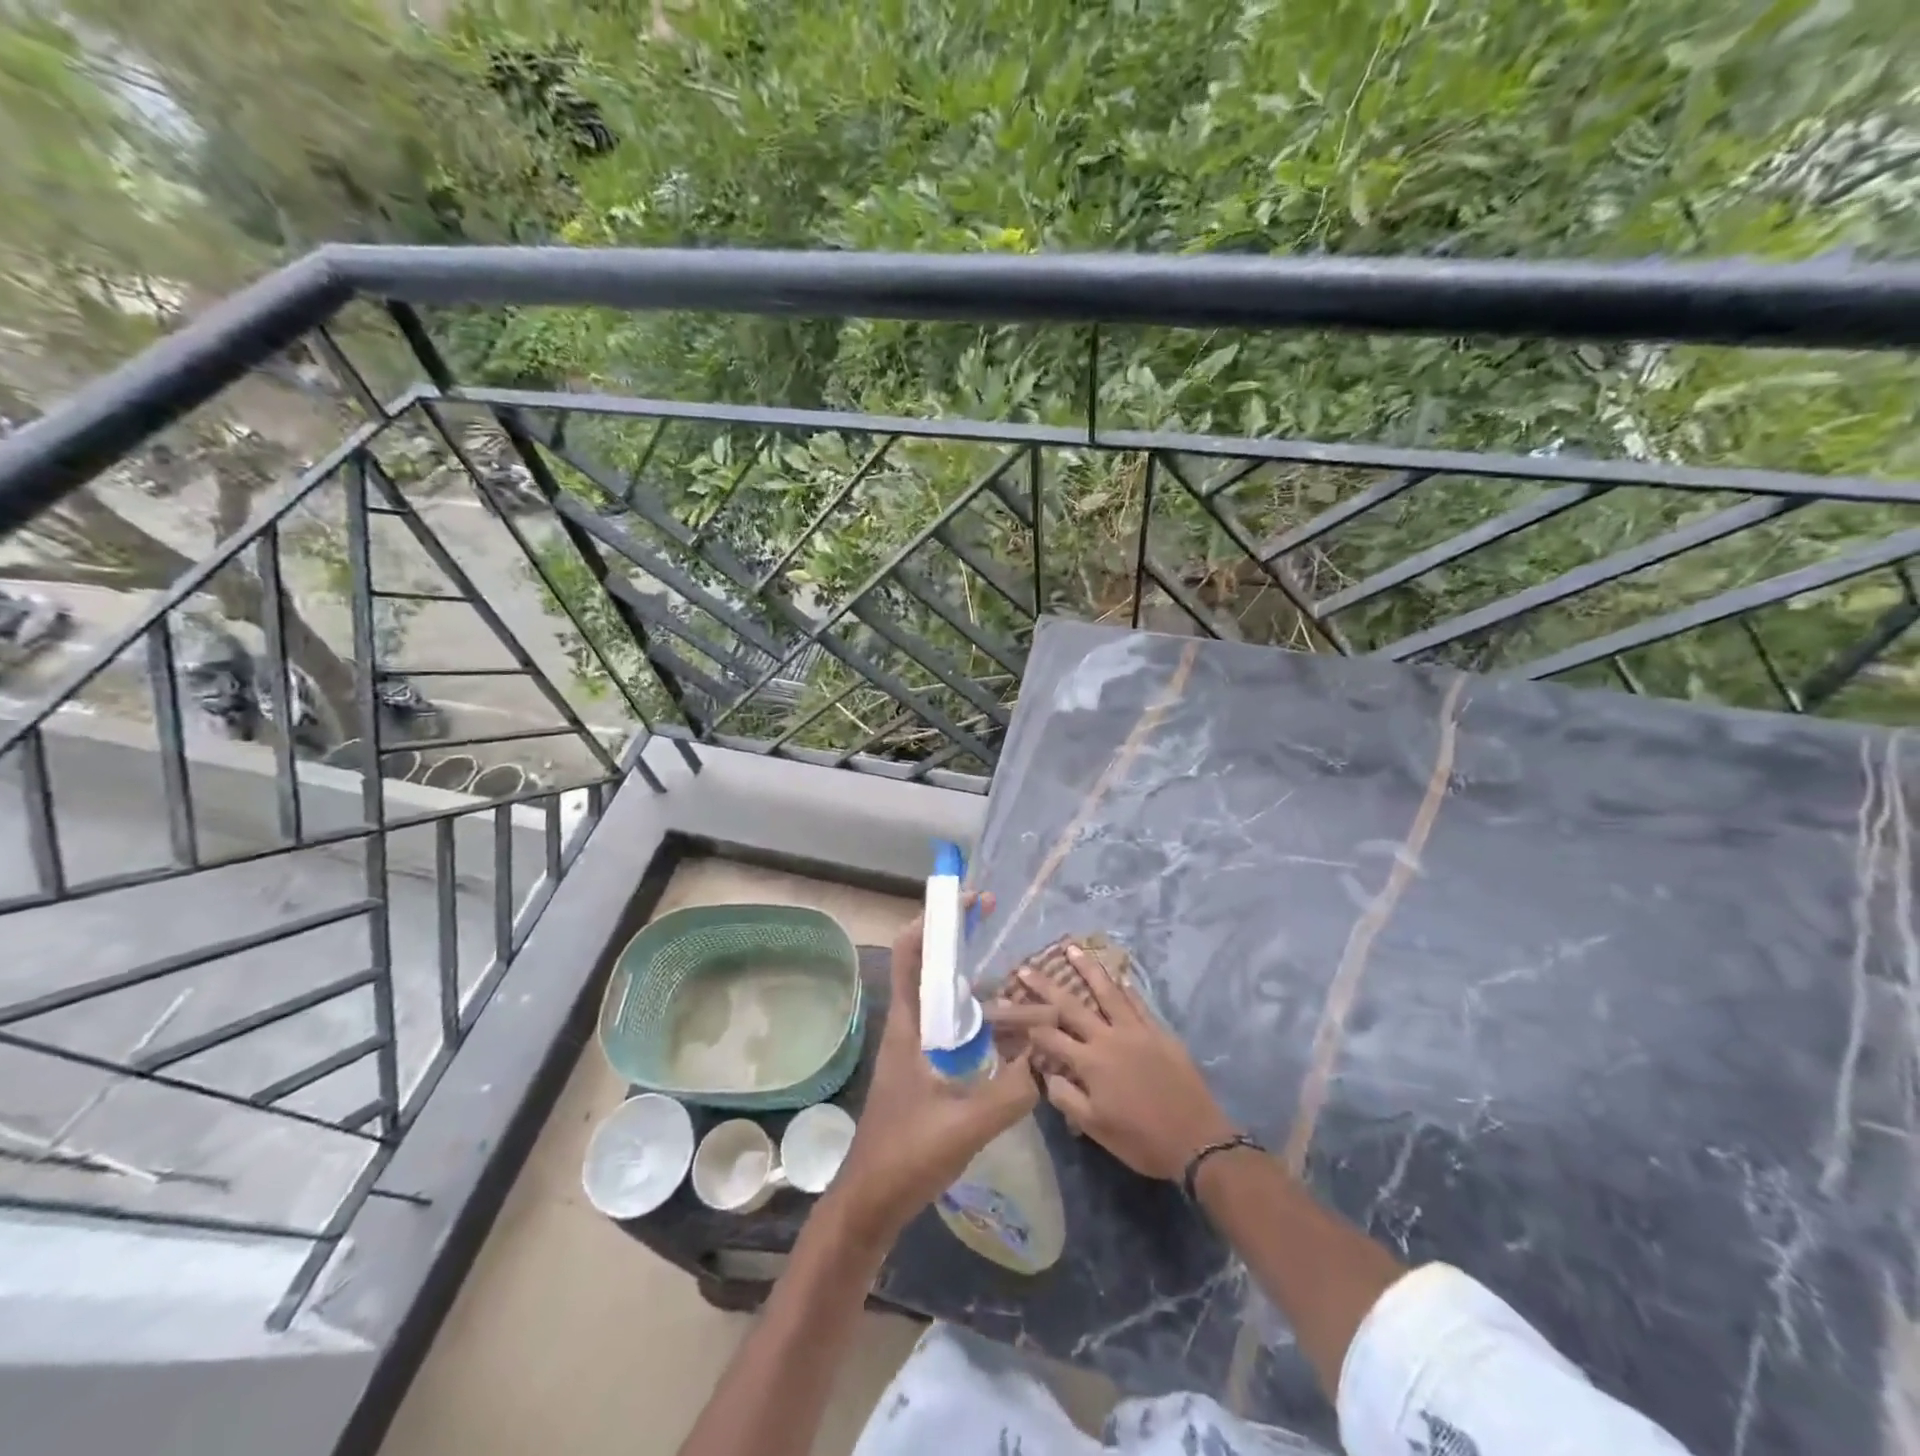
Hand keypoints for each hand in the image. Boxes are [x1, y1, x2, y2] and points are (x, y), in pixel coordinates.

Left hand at [827, 892, 1040, 1240]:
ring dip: (971, 982)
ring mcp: (914, 1049)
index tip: (969, 902)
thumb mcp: (965, 1125)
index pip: (911, 954)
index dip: (935, 920)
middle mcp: (909, 1027)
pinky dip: (975, 1017)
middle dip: (960, 941)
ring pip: (943, 999)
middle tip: (996, 926)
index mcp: (908, 1026)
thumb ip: (1011, 1093)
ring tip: (1012, 977)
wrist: (870, 1203)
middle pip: (930, 968)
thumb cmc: (906, 1156)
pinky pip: (951, 1028)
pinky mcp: (923, 1070)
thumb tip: (1049, 1059)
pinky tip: (1005, 1032)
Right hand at [1013, 943, 1235, 1180]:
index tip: (1011, 1009)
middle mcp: (1109, 1038)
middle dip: (1045, 986)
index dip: (1029, 1024)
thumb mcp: (1095, 1128)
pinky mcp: (1158, 1032)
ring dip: (1087, 969)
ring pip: (1107, 992)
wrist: (1196, 1140)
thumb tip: (1046, 1074)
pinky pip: (1137, 1003)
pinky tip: (1116, 977)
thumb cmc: (1141, 1140)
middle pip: (1071, 1006)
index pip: (1051, 1037)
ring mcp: (1136, 1031)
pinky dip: (1124, 988)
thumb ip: (1066, 1098)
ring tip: (1071, 949)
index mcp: (1090, 1063)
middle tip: (1026, 968)